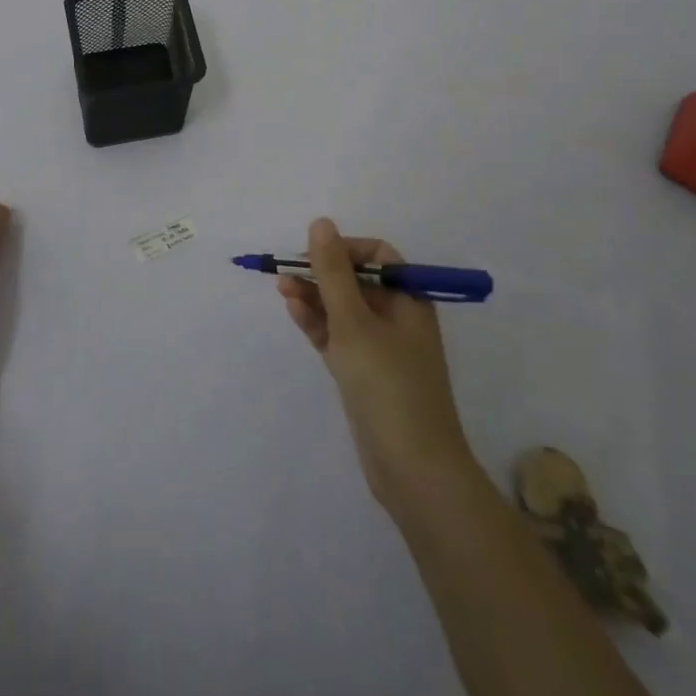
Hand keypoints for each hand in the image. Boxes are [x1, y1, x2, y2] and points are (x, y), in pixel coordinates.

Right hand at [279, 217, 475, 510]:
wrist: (415, 472)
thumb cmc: (389, 387)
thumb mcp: (355, 322)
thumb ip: (334, 272)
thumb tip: (321, 223)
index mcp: (409, 300)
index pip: (378, 256)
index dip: (345, 249)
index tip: (315, 256)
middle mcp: (397, 319)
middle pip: (356, 281)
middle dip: (322, 273)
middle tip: (286, 272)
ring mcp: (380, 348)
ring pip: (343, 309)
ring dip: (314, 296)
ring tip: (281, 288)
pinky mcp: (364, 374)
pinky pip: (338, 336)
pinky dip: (317, 322)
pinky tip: (294, 309)